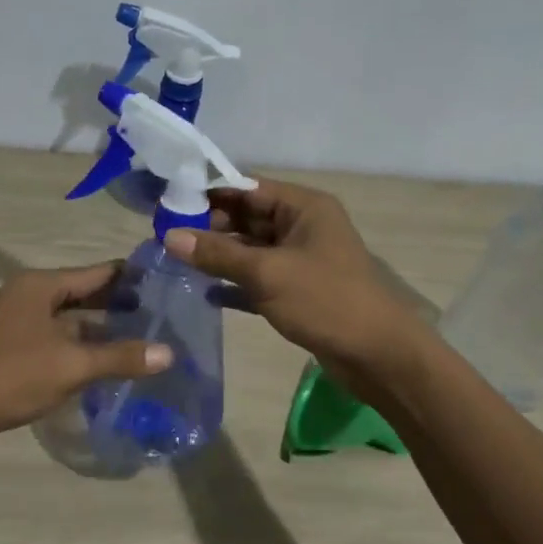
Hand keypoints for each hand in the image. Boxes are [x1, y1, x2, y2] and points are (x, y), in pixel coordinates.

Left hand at [0, 262, 171, 452]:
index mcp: (39, 285)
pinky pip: (50, 334)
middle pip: (80, 292)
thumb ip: (120, 357)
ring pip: (65, 317)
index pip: (96, 272)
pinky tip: (97, 360)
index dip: (131, 277)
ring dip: (96, 327)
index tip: (166, 282)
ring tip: (137, 337)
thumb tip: (169, 353)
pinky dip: (75, 343)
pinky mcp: (3, 343)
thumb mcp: (70, 366)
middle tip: (159, 315)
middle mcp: (24, 293)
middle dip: (116, 304)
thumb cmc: (8, 377)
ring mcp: (11, 319)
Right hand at [163, 179, 427, 382]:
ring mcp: (300, 260)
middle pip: (247, 217)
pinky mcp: (297, 291)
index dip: (209, 193)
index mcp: (304, 207)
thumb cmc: (326, 301)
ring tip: (175, 261)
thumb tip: (168, 236)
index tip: (169, 201)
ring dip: (218, 256)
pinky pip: (258, 279)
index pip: (248, 187)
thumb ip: (218, 254)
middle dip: (209, 226)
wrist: (377, 355)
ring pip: (251, 249)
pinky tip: (205, 293)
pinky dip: (234, 284)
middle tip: (165, 235)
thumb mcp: (267, 273)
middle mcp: (302, 227)